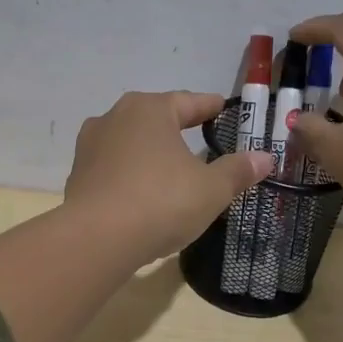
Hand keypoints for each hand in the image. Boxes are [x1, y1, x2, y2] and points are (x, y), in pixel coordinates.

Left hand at [63, 91, 273, 266]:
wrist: (96, 239)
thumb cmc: (161, 202)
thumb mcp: (211, 190)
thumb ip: (237, 171)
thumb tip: (265, 158)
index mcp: (149, 110)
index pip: (187, 102)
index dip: (208, 106)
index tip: (221, 107)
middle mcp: (114, 118)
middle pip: (154, 118)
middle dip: (175, 126)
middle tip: (197, 134)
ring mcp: (90, 147)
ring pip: (129, 143)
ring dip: (149, 151)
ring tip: (168, 165)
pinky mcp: (77, 177)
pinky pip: (113, 169)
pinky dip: (130, 175)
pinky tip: (141, 192)